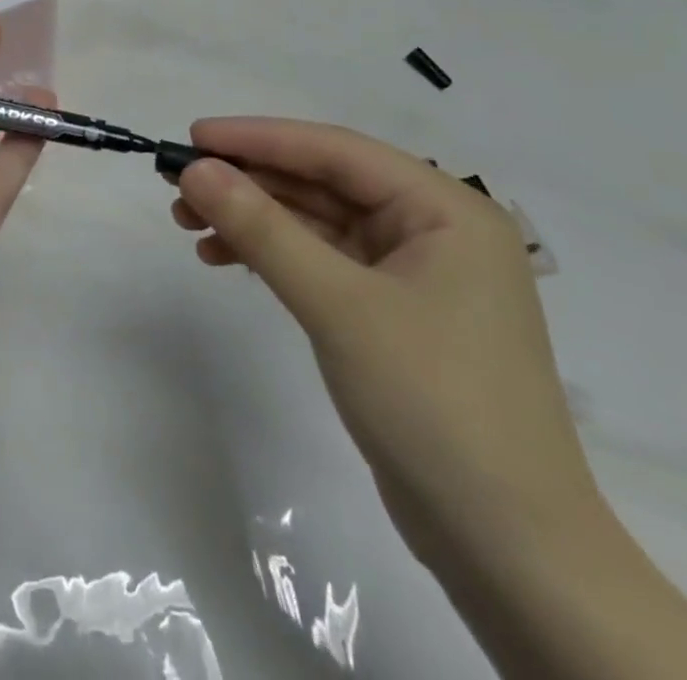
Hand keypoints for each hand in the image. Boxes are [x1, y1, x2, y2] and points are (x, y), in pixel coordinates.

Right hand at [169, 118, 595, 563]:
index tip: (192, 136)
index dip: (258, 138)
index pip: (336, 151)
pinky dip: (273, 256)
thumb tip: (196, 169)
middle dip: (249, 181)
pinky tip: (224, 257)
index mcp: (445, 209)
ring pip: (317, 222)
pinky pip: (321, 262)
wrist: (508, 550)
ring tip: (188, 223)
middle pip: (323, 183)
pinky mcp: (392, 313)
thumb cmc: (433, 404)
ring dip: (253, 219)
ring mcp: (414, 274)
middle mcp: (433, 229)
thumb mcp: (337, 305)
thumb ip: (263, 229)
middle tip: (178, 184)